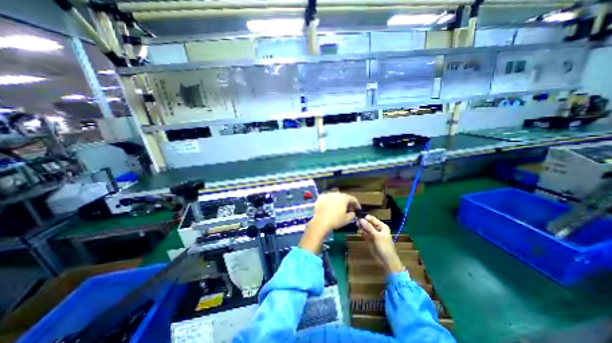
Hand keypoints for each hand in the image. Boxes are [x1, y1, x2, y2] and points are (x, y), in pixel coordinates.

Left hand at [300, 193, 359, 254]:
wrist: (320, 222)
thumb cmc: (336, 220)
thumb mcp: (347, 219)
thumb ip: (352, 214)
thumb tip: (352, 212)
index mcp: (344, 198)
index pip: (352, 198)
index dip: (356, 203)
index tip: (358, 208)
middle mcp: (336, 193)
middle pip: (343, 197)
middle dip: (347, 202)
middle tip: (349, 209)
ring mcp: (327, 194)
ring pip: (335, 196)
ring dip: (338, 201)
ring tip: (339, 207)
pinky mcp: (320, 197)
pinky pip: (328, 198)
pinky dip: (330, 201)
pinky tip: (330, 207)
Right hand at [357, 214, 404, 272]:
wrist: (386, 260)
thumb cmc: (384, 246)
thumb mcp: (377, 236)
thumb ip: (368, 227)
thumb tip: (360, 219)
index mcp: (382, 226)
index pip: (372, 219)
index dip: (365, 218)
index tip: (359, 220)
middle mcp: (377, 229)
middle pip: (368, 223)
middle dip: (363, 223)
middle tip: (357, 225)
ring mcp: (373, 234)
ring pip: (365, 228)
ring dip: (361, 228)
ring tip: (358, 230)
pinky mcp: (370, 239)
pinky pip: (365, 233)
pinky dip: (362, 233)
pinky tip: (359, 233)